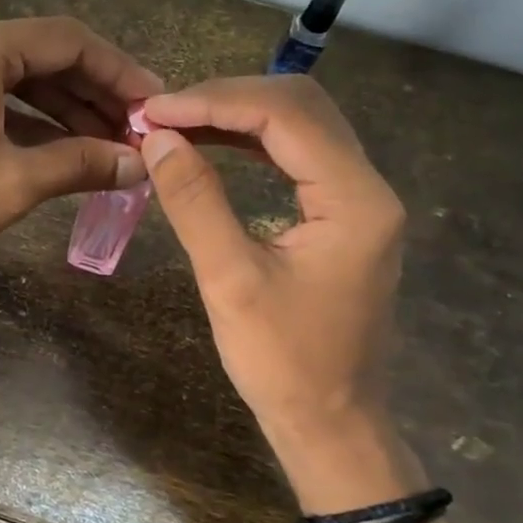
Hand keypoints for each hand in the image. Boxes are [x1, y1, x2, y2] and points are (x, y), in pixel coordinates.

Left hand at [0, 18, 162, 307]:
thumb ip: (80, 164)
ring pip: (8, 82)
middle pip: (38, 58)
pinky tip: (53, 153)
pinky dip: (18, 123)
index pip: (67, 40)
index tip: (154, 105)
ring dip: (57, 112)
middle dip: (90, 96)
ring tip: (102, 149)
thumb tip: (136, 164)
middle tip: (133, 134)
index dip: (119, 71)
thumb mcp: (12, 184)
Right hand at [138, 76, 419, 511]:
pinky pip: (298, 157)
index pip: (285, 116)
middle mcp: (368, 187)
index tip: (153, 111)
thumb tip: (157, 140)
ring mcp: (360, 201)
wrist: (331, 423)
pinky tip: (211, 147)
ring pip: (300, 126)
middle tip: (162, 114)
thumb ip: (195, 202)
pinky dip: (251, 143)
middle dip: (226, 99)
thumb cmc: (283, 363)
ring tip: (176, 124)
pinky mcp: (344, 217)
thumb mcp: (230, 281)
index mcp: (355, 200)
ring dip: (237, 116)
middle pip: (301, 107)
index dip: (214, 102)